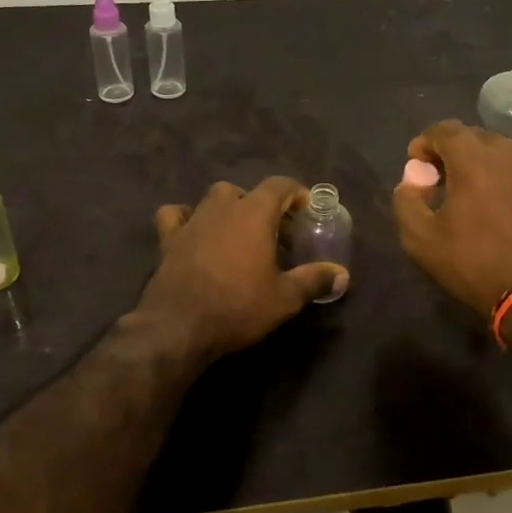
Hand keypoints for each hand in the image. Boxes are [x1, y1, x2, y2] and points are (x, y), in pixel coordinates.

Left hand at [137, 176, 348, 361]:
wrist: (178, 327)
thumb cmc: (238, 307)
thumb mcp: (285, 298)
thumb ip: (314, 280)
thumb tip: (343, 275)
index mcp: (254, 213)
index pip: (279, 185)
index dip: (296, 193)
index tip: (306, 210)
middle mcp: (222, 208)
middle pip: (246, 191)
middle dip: (262, 205)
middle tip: (275, 232)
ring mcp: (192, 221)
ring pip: (213, 199)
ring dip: (229, 208)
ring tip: (239, 233)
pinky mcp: (168, 239)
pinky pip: (175, 215)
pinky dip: (186, 217)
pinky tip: (194, 232)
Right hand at [392, 120, 511, 316]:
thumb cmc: (475, 263)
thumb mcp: (422, 239)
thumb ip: (407, 201)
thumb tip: (412, 179)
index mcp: (474, 157)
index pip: (443, 129)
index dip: (424, 143)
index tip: (416, 167)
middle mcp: (508, 152)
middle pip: (472, 136)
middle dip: (451, 151)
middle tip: (439, 181)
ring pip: (499, 152)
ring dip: (478, 164)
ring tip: (467, 194)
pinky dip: (502, 178)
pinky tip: (497, 208)